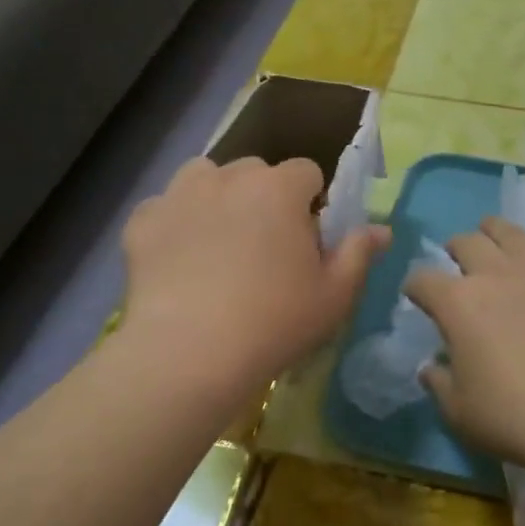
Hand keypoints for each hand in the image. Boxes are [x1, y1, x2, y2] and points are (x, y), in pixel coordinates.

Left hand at [122, 156, 388, 396]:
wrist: (190, 354)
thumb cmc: (276, 322)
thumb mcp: (335, 295)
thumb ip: (359, 253)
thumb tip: (381, 229)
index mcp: (279, 188)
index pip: (306, 172)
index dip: (310, 202)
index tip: (306, 240)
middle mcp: (228, 177)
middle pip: (254, 171)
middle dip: (263, 197)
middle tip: (263, 247)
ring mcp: (179, 195)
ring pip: (204, 178)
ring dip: (216, 198)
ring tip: (218, 243)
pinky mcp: (143, 222)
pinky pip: (163, 209)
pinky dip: (173, 225)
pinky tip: (177, 261)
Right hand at [404, 216, 524, 483]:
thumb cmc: (514, 417)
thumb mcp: (459, 412)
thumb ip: (440, 384)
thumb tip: (430, 368)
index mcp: (457, 304)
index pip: (423, 281)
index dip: (415, 286)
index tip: (416, 295)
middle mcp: (495, 275)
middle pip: (468, 245)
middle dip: (456, 247)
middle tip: (455, 256)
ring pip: (512, 235)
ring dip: (496, 228)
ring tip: (490, 228)